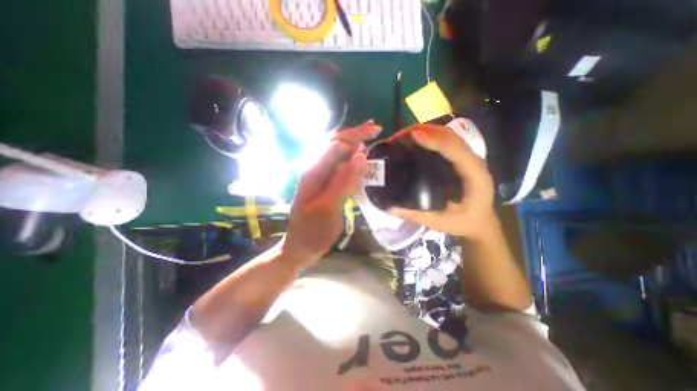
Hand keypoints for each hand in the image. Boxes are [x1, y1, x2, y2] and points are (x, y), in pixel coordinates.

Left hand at [282, 120, 383, 266]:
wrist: (300, 248)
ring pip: (336, 154)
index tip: (375, 132)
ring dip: (352, 144)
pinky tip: (359, 158)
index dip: (355, 135)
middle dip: (354, 134)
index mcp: (313, 173)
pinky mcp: (324, 185)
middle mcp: (314, 170)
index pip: (335, 144)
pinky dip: (351, 159)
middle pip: (334, 144)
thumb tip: (360, 156)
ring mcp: (319, 177)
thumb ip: (342, 182)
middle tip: (375, 129)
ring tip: (368, 138)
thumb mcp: (328, 209)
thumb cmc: (312, 232)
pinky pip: (339, 166)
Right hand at [387, 123, 495, 239]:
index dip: (435, 140)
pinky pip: (447, 141)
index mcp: (474, 176)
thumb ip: (416, 215)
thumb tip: (390, 208)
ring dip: (427, 130)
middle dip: (426, 130)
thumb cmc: (463, 223)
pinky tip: (415, 140)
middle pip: (451, 136)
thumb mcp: (439, 222)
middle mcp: (473, 162)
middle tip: (400, 135)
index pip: (456, 150)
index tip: (413, 136)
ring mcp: (468, 158)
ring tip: (404, 135)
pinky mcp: (461, 159)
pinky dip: (431, 136)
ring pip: (449, 135)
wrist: (480, 223)